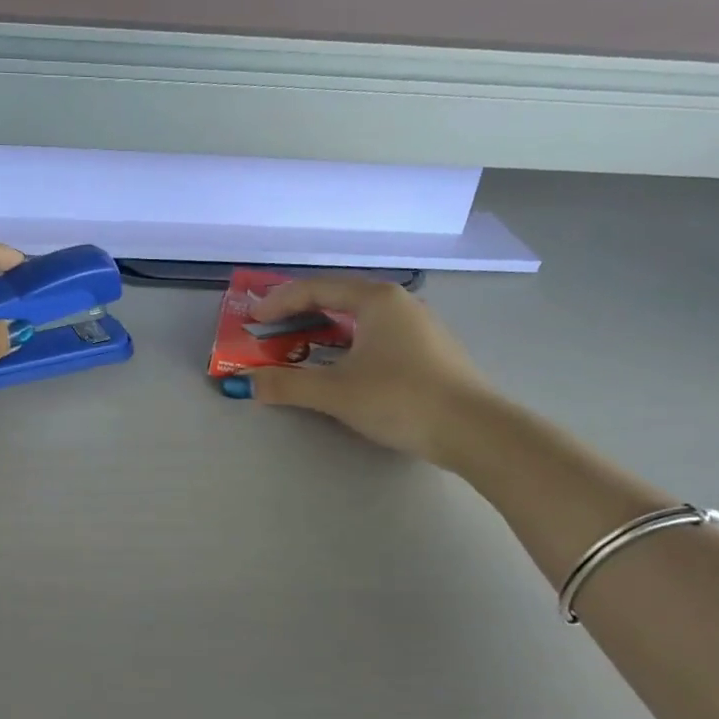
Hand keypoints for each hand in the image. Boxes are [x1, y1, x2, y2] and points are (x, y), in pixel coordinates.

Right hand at [241, 276, 491, 465]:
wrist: (472, 430)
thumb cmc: (399, 398)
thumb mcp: (334, 392)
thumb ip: (286, 385)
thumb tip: (246, 384)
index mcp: (376, 299)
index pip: (316, 288)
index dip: (278, 303)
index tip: (251, 321)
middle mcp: (398, 303)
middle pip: (337, 299)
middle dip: (298, 316)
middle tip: (269, 333)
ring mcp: (417, 327)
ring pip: (357, 321)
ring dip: (322, 332)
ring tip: (297, 350)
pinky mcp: (426, 352)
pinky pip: (374, 338)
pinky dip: (345, 346)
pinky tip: (338, 368)